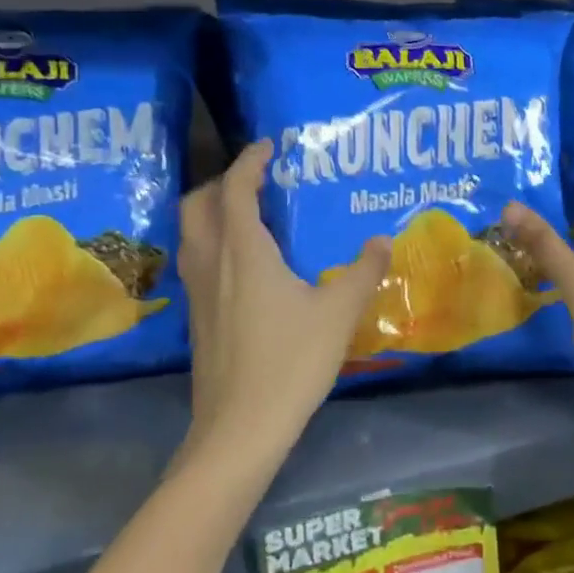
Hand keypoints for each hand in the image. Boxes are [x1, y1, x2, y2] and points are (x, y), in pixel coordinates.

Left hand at [176, 141, 390, 473]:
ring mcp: (198, 293)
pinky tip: (248, 268)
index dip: (250, 160)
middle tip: (257, 181)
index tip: (270, 145)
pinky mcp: (196, 319)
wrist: (240, 427)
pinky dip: (215, 244)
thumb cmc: (291, 361)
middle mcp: (212, 263)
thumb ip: (362, 271)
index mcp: (243, 251)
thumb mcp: (338, 313)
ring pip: (192, 234)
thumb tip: (381, 240)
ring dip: (214, 213)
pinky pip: (198, 261)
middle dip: (222, 182)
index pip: (236, 188)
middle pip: (197, 204)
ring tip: (252, 217)